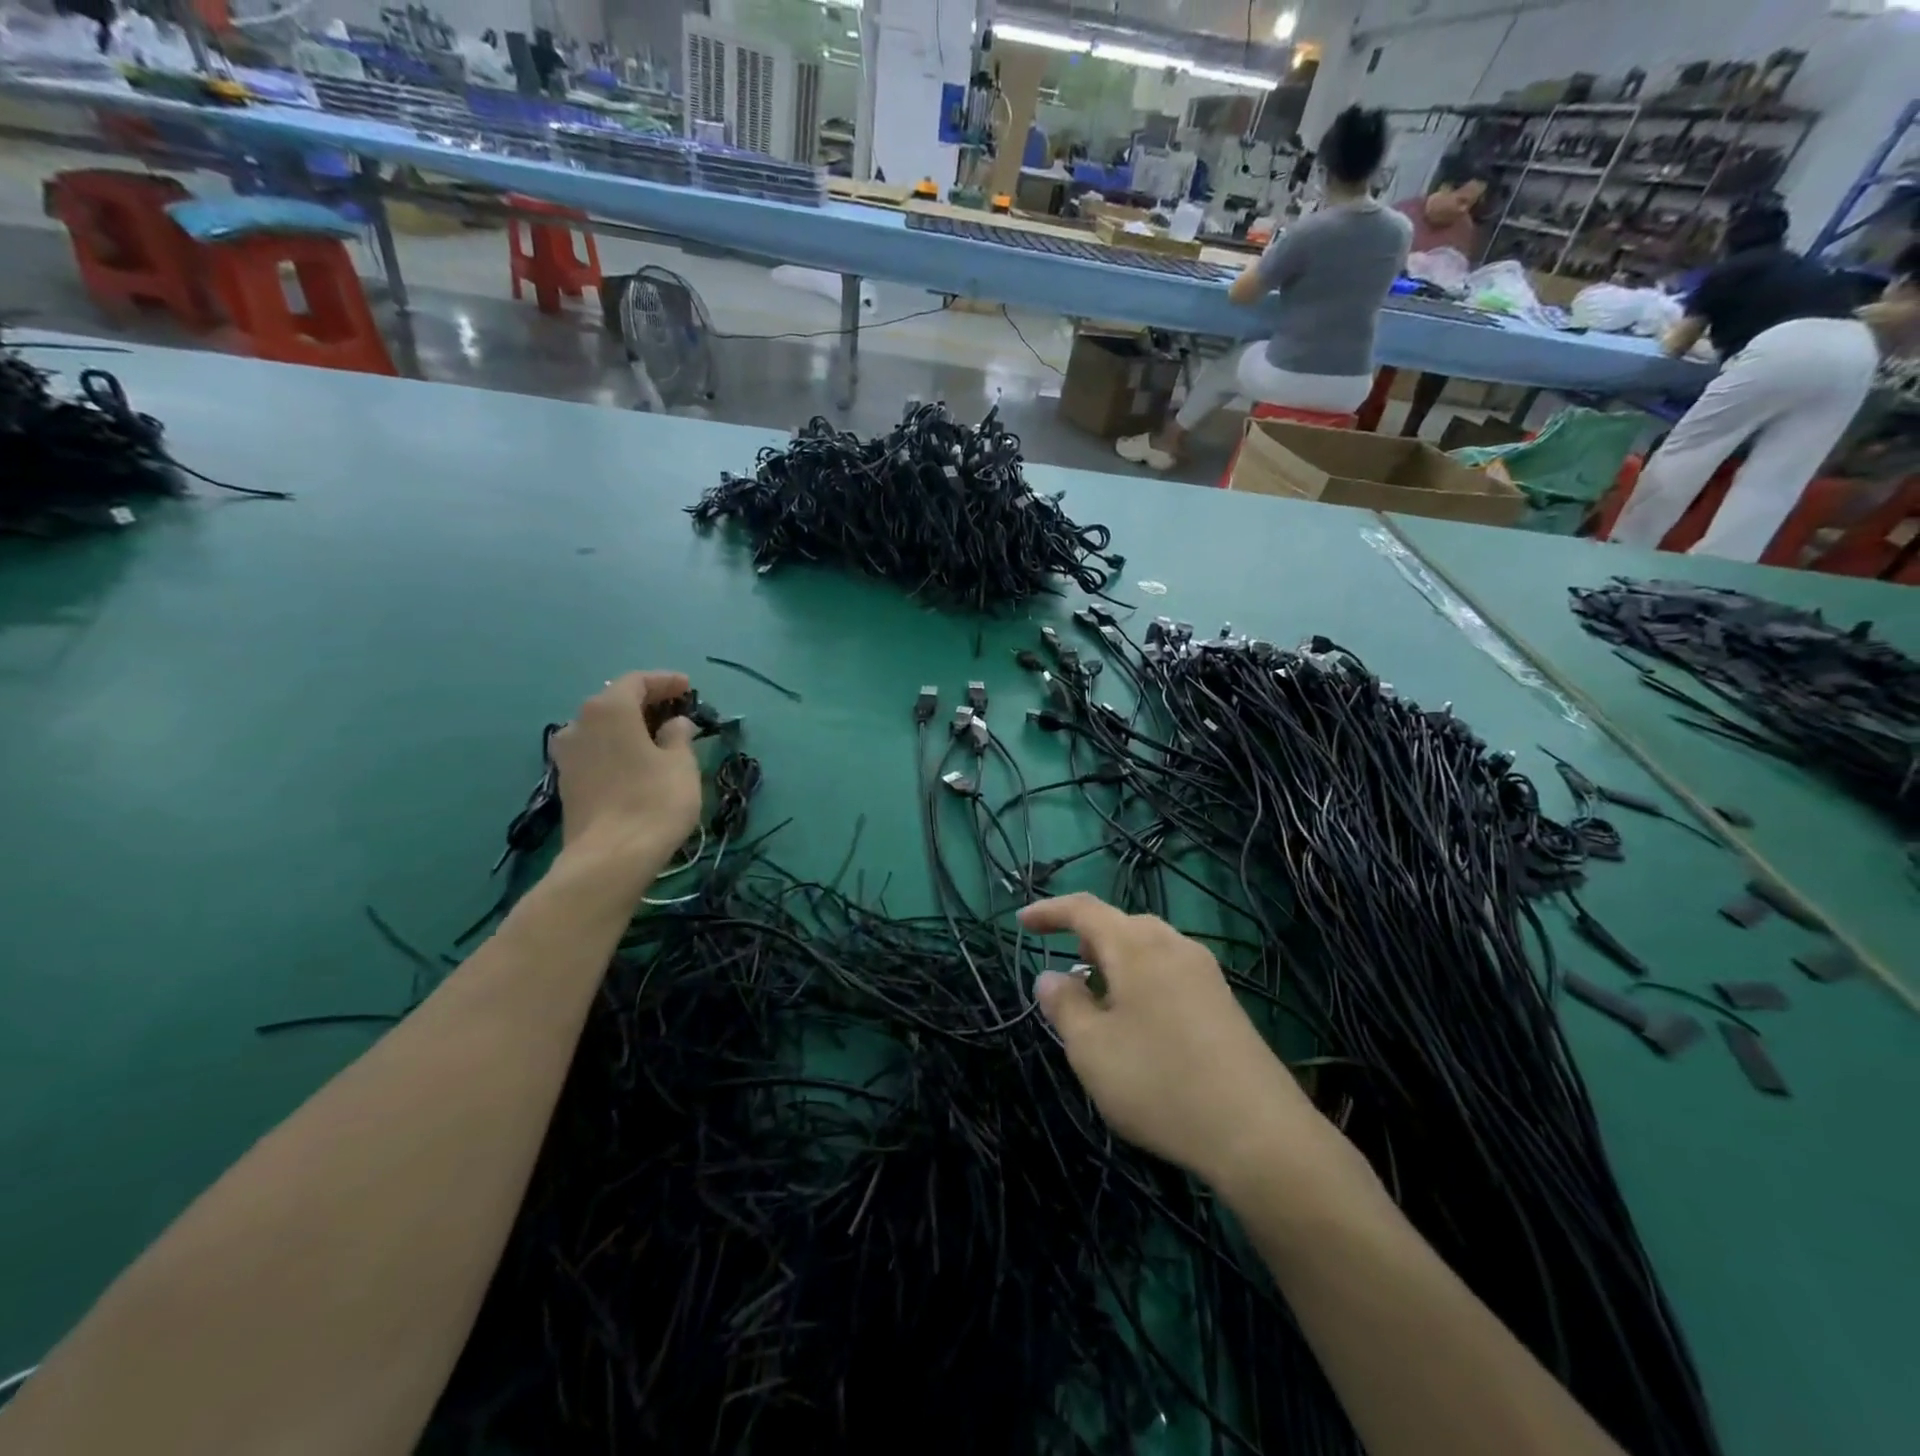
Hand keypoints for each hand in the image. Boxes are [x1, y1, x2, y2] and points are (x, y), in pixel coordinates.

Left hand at [550, 672, 700, 878]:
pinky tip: (637, 761)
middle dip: (646, 702)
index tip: (688, 686)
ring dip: (629, 727)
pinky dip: (617, 747)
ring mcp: (568, 754)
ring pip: (602, 728)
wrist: (610, 858)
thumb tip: (674, 724)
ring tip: (657, 737)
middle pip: (615, 702)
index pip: (637, 681)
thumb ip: (679, 735)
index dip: (665, 681)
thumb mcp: (681, 764)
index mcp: (610, 709)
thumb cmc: (654, 801)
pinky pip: (596, 751)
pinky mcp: (567, 781)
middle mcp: (580, 723)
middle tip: (675, 710)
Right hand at [1021, 893, 1334, 1191]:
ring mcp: (1205, 973)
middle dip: (1086, 940)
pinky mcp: (1224, 1003)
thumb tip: (1050, 976)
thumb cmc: (1160, 1082)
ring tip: (1099, 999)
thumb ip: (1064, 1005)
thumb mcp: (1091, 1049)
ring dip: (1116, 963)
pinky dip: (1142, 981)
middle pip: (1121, 925)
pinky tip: (1140, 1024)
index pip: (1084, 909)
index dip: (1049, 911)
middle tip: (1065, 970)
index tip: (1021, 921)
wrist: (1260, 1133)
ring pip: (1148, 949)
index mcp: (1136, 946)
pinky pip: (1170, 972)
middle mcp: (1174, 946)